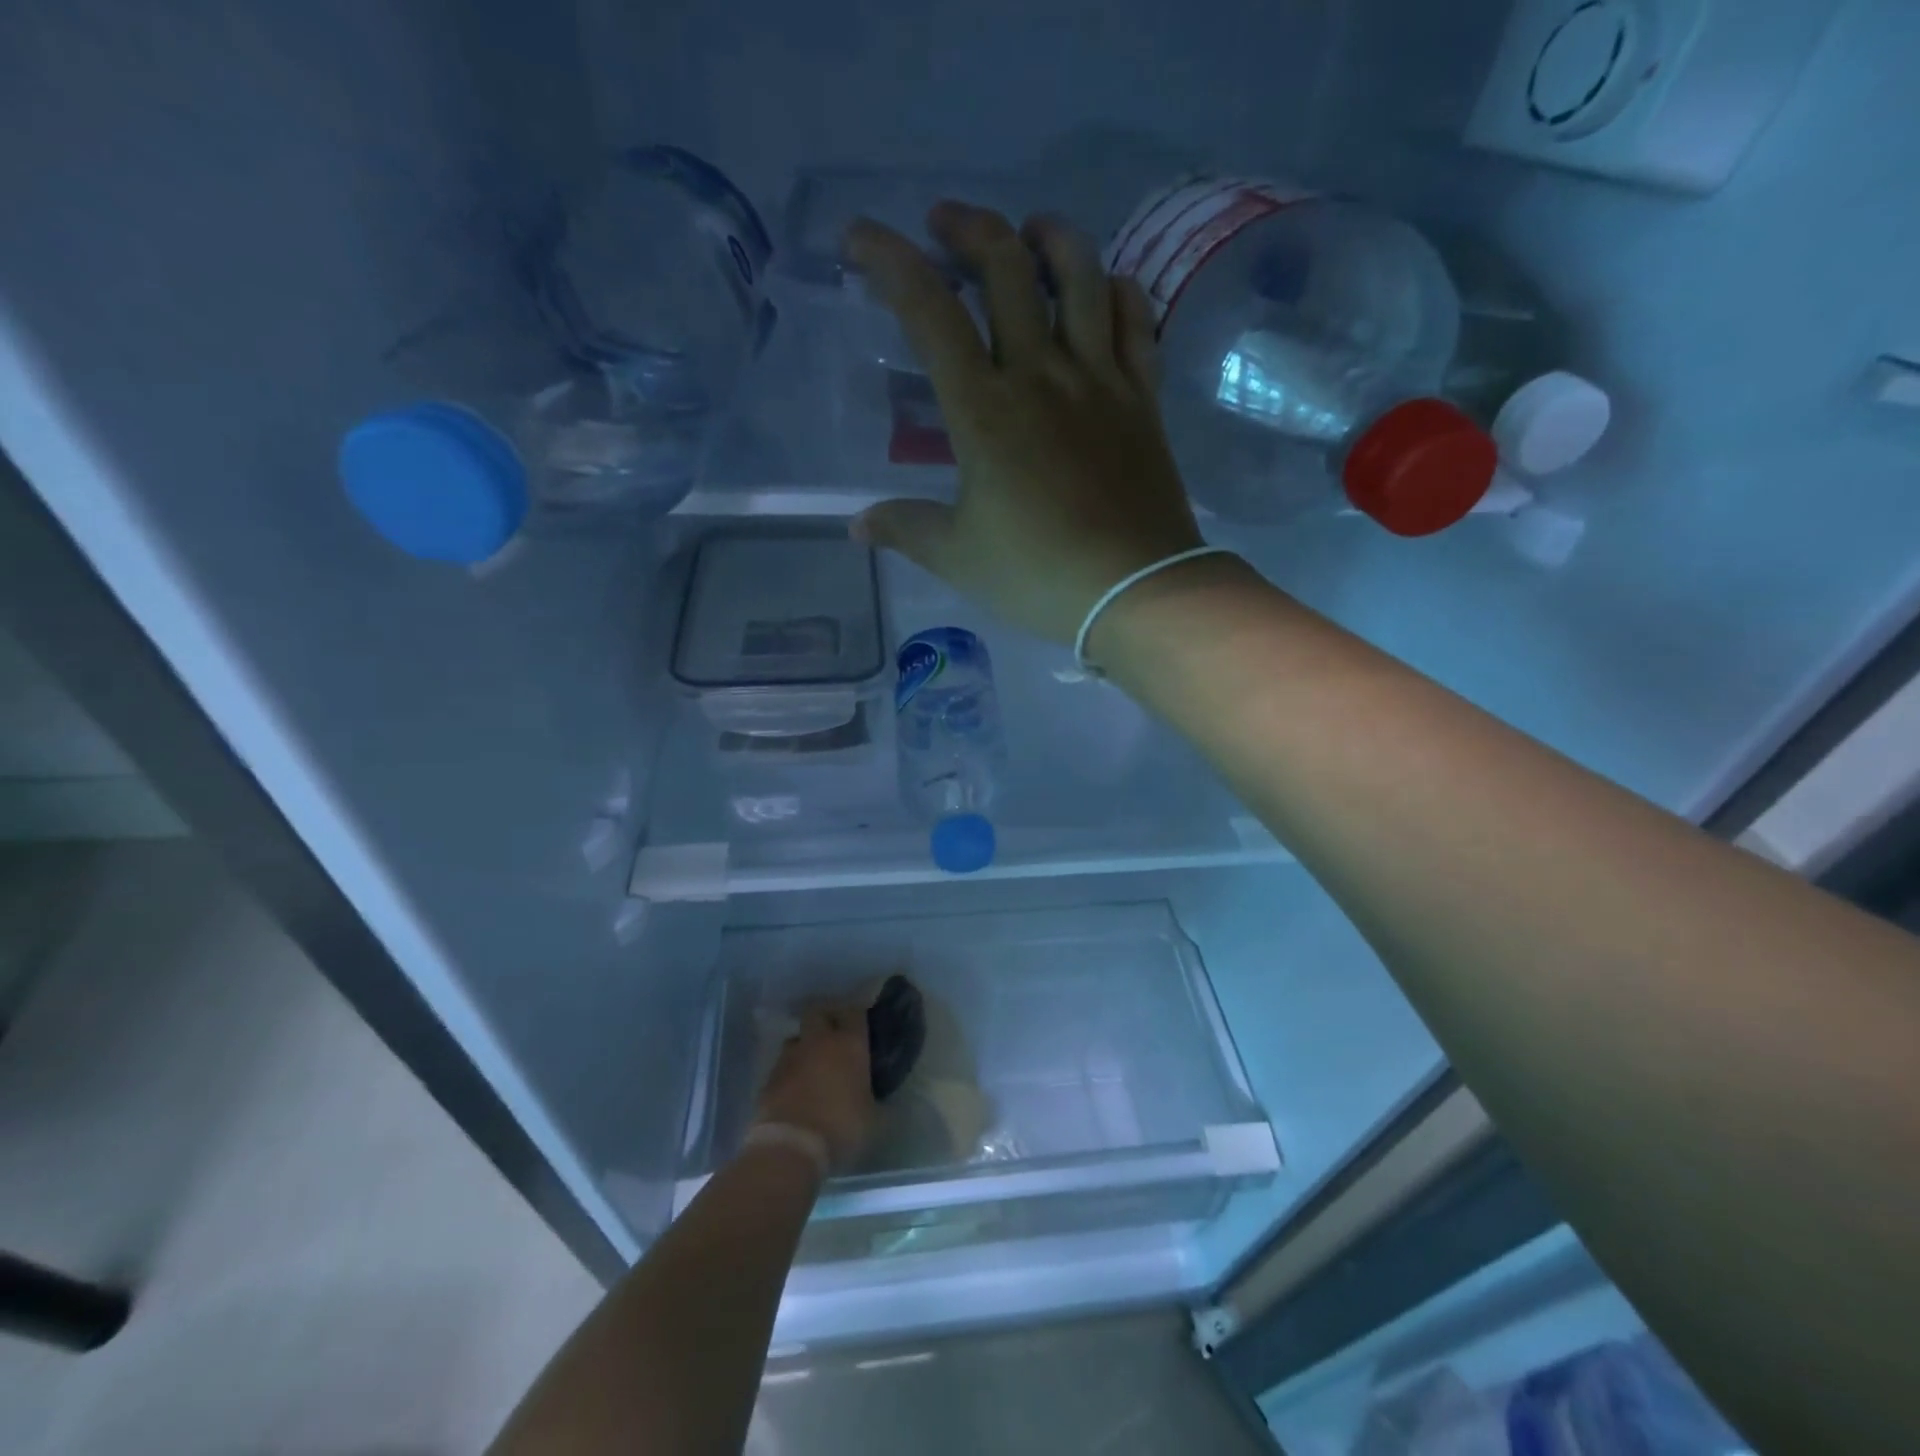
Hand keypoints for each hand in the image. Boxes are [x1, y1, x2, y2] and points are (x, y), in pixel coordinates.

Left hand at [753, 996, 876, 1172]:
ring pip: (797, 1038)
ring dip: (804, 1046)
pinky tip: (795, 1089)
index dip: (857, 1014)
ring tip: (812, 1065)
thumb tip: (883, 1100)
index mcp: (850, 1044)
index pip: (854, 1011)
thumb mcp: (873, 1119)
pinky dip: (789, 1072)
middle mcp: (819, 1041)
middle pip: (818, 1011)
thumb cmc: (841, 1127)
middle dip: (825, 1019)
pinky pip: (782, 1065)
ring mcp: (790, 1057)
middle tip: (834, 1036)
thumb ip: (877, 1101)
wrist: (791, 1147)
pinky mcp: (769, 1077)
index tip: (861, 1023)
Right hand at [844, 202, 1206, 649]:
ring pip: (1080, 275)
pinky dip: (1117, 289)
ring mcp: (1100, 380)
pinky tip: (1103, 288)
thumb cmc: (1037, 575)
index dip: (889, 261)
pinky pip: (1137, 320)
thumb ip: (906, 530)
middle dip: (968, 228)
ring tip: (1029, 233)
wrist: (1135, 590)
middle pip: (1006, 268)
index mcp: (983, 410)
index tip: (861, 237)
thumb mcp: (958, 557)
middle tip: (945, 225)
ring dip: (1050, 237)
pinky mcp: (1143, 398)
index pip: (929, 311)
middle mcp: (1041, 374)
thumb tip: (858, 526)